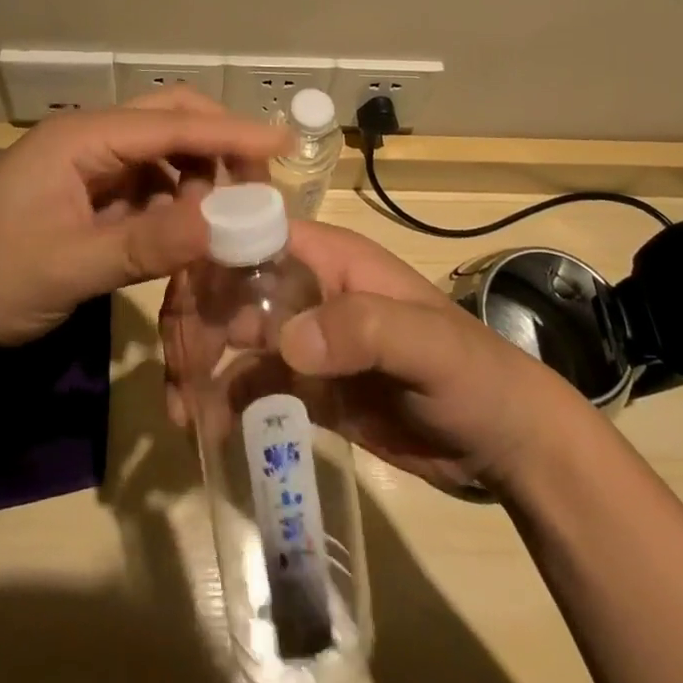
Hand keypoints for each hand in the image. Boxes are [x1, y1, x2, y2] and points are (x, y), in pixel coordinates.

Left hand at [0, 91, 286, 366]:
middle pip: (168, 122)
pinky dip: (173, 204)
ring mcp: (85, 167)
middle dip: (217, 145)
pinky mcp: (84, 196)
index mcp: (81, 138)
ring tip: (226, 219)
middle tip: (261, 182)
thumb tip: (225, 224)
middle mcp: (87, 139)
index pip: (170, 124)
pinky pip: (144, 187)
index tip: (283, 144)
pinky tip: (188, 232)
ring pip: (160, 155)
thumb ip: (147, 244)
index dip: (230, 134)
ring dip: (197, 178)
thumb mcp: (68, 267)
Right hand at [162, 222, 581, 494]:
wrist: (504, 444)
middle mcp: (309, 290)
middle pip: (232, 286)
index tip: (181, 303)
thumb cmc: (471, 373)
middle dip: (197, 319)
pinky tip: (207, 430)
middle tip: (178, 372)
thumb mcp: (426, 344)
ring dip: (200, 364)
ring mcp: (306, 339)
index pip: (255, 237)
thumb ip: (363, 329)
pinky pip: (252, 385)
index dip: (212, 257)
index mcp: (331, 259)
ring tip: (183, 410)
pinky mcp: (308, 387)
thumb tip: (286, 342)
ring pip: (232, 336)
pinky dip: (224, 401)